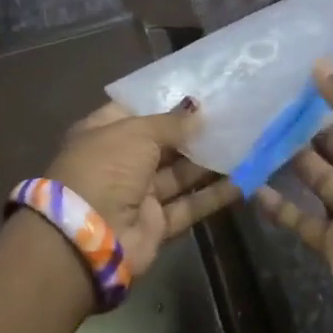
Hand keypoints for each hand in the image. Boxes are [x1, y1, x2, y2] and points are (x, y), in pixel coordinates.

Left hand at [45, 101, 240, 273]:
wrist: (86, 239)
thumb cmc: (105, 169)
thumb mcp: (136, 133)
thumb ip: (171, 122)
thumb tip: (198, 110)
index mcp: (103, 134)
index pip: (136, 111)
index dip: (166, 102)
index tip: (202, 93)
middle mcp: (120, 162)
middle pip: (163, 143)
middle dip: (195, 132)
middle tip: (234, 116)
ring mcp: (138, 195)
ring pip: (180, 174)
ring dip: (210, 162)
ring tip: (246, 143)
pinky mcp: (157, 224)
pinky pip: (190, 204)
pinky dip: (215, 194)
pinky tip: (246, 180)